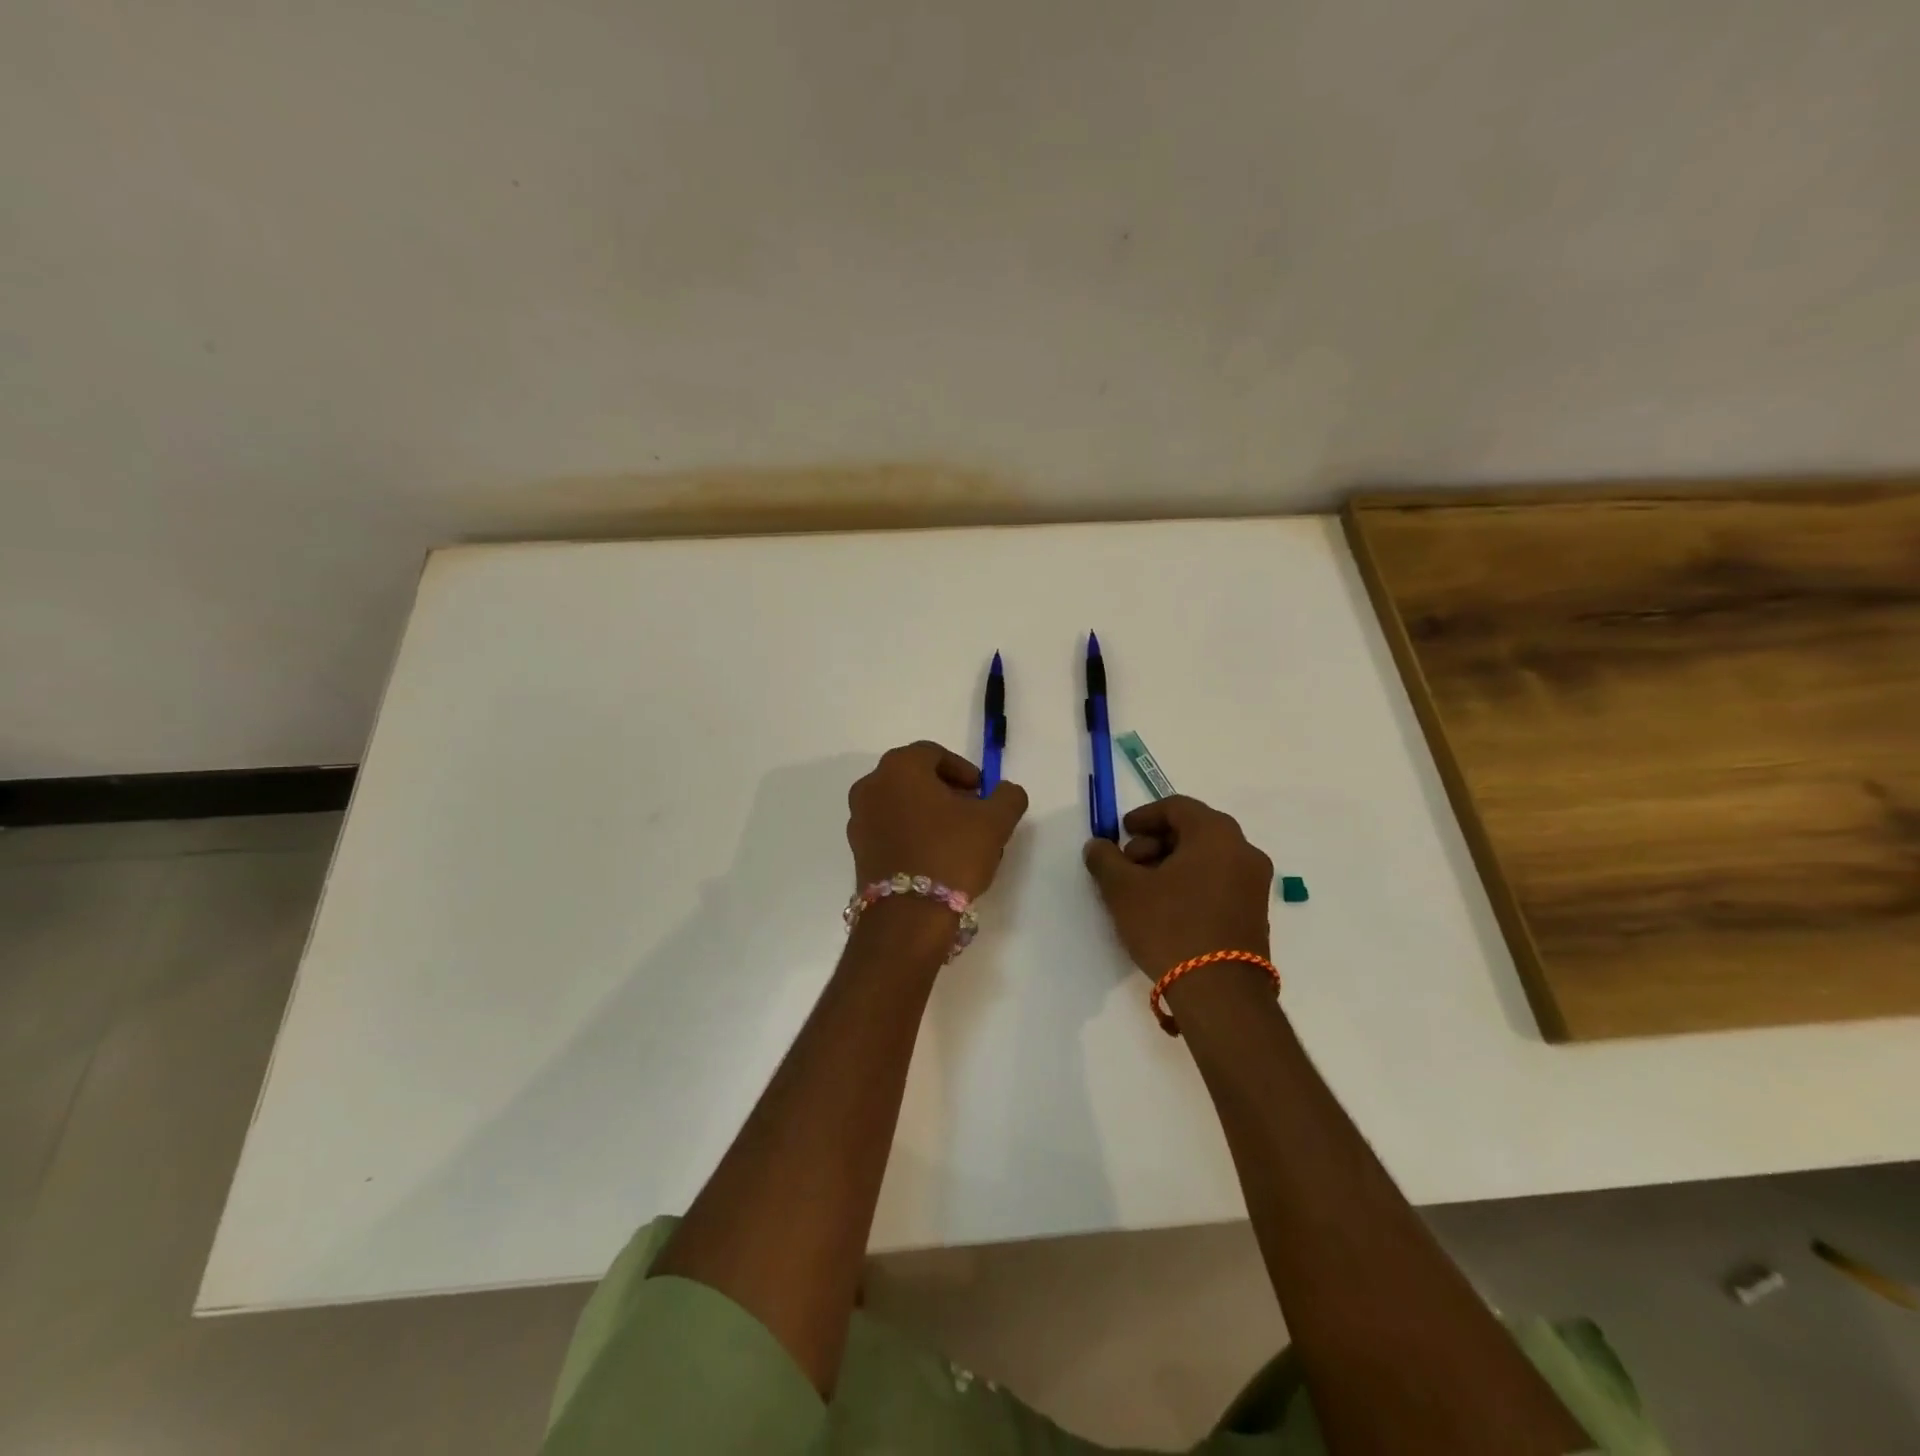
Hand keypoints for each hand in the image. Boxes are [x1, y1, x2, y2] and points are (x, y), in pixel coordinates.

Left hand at [847, 741, 1029, 897]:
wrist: (908, 916)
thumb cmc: (951, 854)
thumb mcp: (995, 821)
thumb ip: (1008, 797)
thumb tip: (1006, 791)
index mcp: (900, 767)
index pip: (934, 753)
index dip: (963, 770)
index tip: (983, 792)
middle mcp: (871, 785)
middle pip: (914, 777)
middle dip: (945, 791)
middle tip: (972, 812)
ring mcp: (859, 818)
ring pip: (900, 803)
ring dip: (927, 812)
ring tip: (955, 838)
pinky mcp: (857, 849)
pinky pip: (889, 828)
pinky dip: (910, 832)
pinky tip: (933, 856)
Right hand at [1083, 796, 1272, 977]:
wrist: (1220, 992)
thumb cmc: (1170, 927)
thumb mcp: (1123, 890)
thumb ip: (1105, 859)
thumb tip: (1098, 845)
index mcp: (1216, 834)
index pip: (1177, 807)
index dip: (1144, 816)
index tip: (1122, 833)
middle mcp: (1243, 850)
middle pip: (1193, 830)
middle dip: (1155, 842)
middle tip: (1129, 865)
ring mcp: (1255, 882)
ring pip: (1207, 857)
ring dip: (1172, 863)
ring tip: (1144, 890)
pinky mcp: (1256, 911)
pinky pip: (1220, 880)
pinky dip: (1192, 882)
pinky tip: (1168, 908)